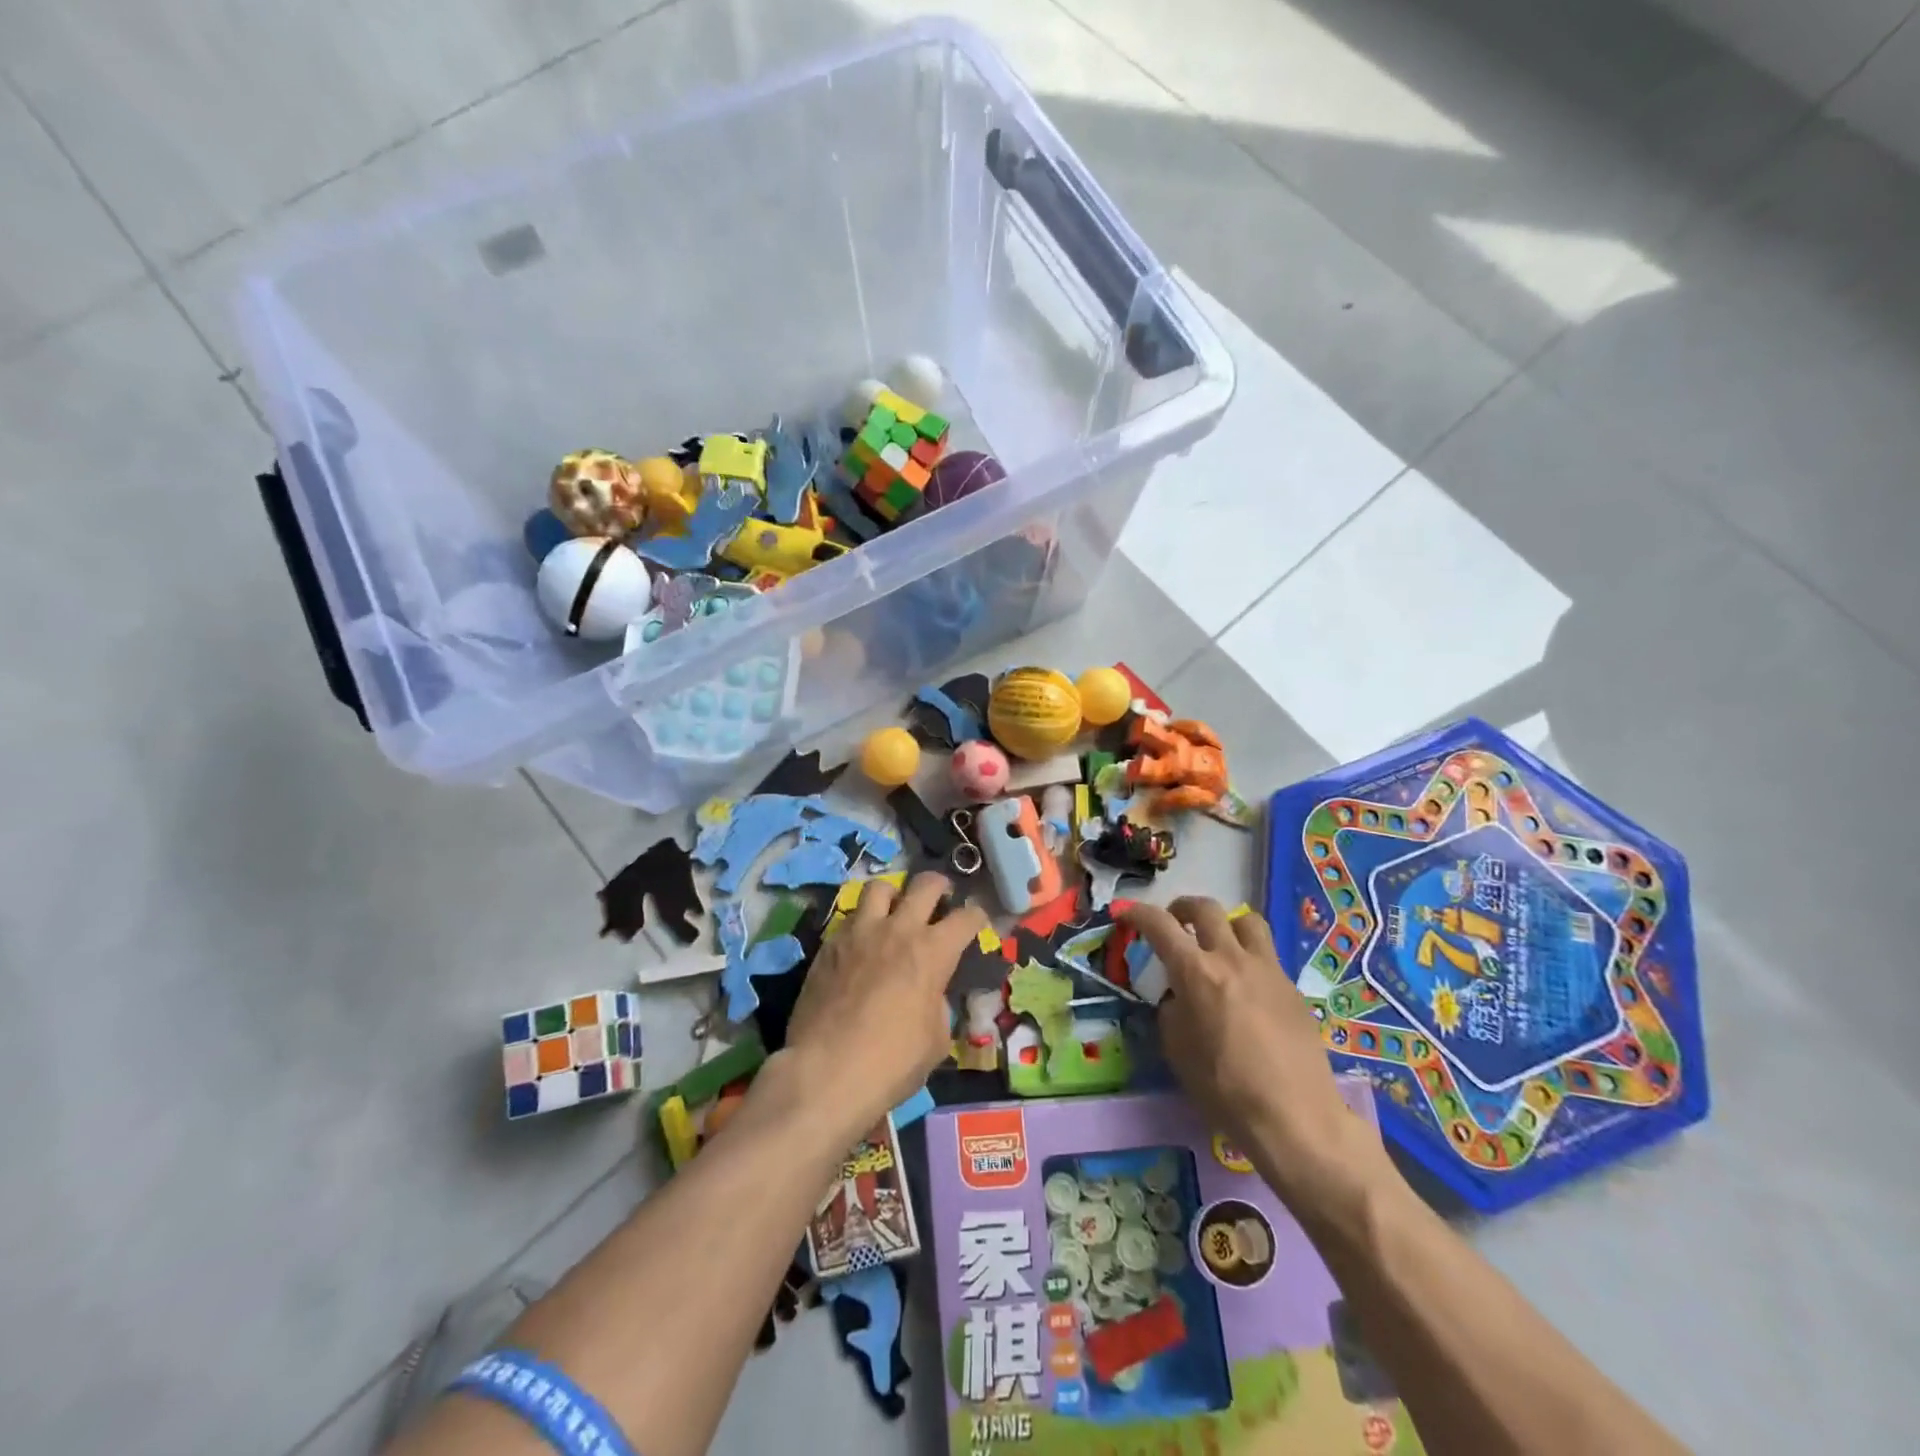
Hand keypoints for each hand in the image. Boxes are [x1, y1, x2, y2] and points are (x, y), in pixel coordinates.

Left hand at [780, 873, 988, 1141]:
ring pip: (879, 887)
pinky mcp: (829, 944)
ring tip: (894, 909)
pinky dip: (862, 922)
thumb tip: (930, 994)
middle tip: (941, 897)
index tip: (978, 921)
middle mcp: (899, 929)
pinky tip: (862, 943)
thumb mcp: (936, 1039)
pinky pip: (850, 917)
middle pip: (925, 884)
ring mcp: (860, 932)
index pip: (967, 917)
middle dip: (940, 886)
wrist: (826, 1071)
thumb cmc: (892, 1062)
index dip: (978, 916)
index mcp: (933, 951)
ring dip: (893, 894)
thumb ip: (938, 1004)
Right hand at [1119, 897, 1393, 1223]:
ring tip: (1216, 943)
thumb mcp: (1178, 1050)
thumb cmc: (1224, 1088)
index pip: (1160, 925)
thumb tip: (1177, 996)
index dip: (1138, 913)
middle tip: (1174, 923)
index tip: (1126, 914)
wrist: (1294, 1116)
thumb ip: (1171, 1010)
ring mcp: (1267, 970)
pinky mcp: (1292, 988)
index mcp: (1196, 973)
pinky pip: (1266, 955)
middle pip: (1206, 908)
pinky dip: (1247, 957)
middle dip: (1182, 908)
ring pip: (1246, 921)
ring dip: (1224, 923)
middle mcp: (1232, 959)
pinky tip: (1245, 987)